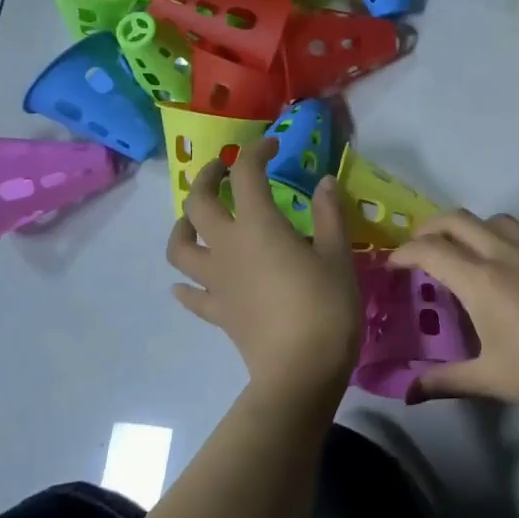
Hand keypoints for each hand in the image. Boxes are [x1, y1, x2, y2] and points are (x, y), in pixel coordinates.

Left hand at [167, 139, 359, 403]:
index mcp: (259, 226)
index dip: (256, 152)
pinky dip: (186, 283)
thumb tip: (325, 180)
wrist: (301, 371)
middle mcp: (228, 247)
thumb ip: (330, 214)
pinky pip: (190, 294)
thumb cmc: (327, 306)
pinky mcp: (217, 312)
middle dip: (206, 178)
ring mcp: (216, 281)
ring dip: (183, 226)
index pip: (246, 175)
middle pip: (197, 204)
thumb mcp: (338, 255)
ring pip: (180, 247)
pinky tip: (189, 281)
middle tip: (221, 171)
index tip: (273, 146)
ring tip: (196, 220)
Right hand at [390, 212, 518, 429]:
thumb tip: (408, 392)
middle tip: (422, 250)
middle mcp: (509, 253)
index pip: (430, 250)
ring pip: (497, 221)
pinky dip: (510, 245)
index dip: (404, 253)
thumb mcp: (491, 380)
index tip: (394, 265)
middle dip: (431, 228)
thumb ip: (445, 381)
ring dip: (472, 230)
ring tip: (468, 256)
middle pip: (458, 220)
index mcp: (483, 280)